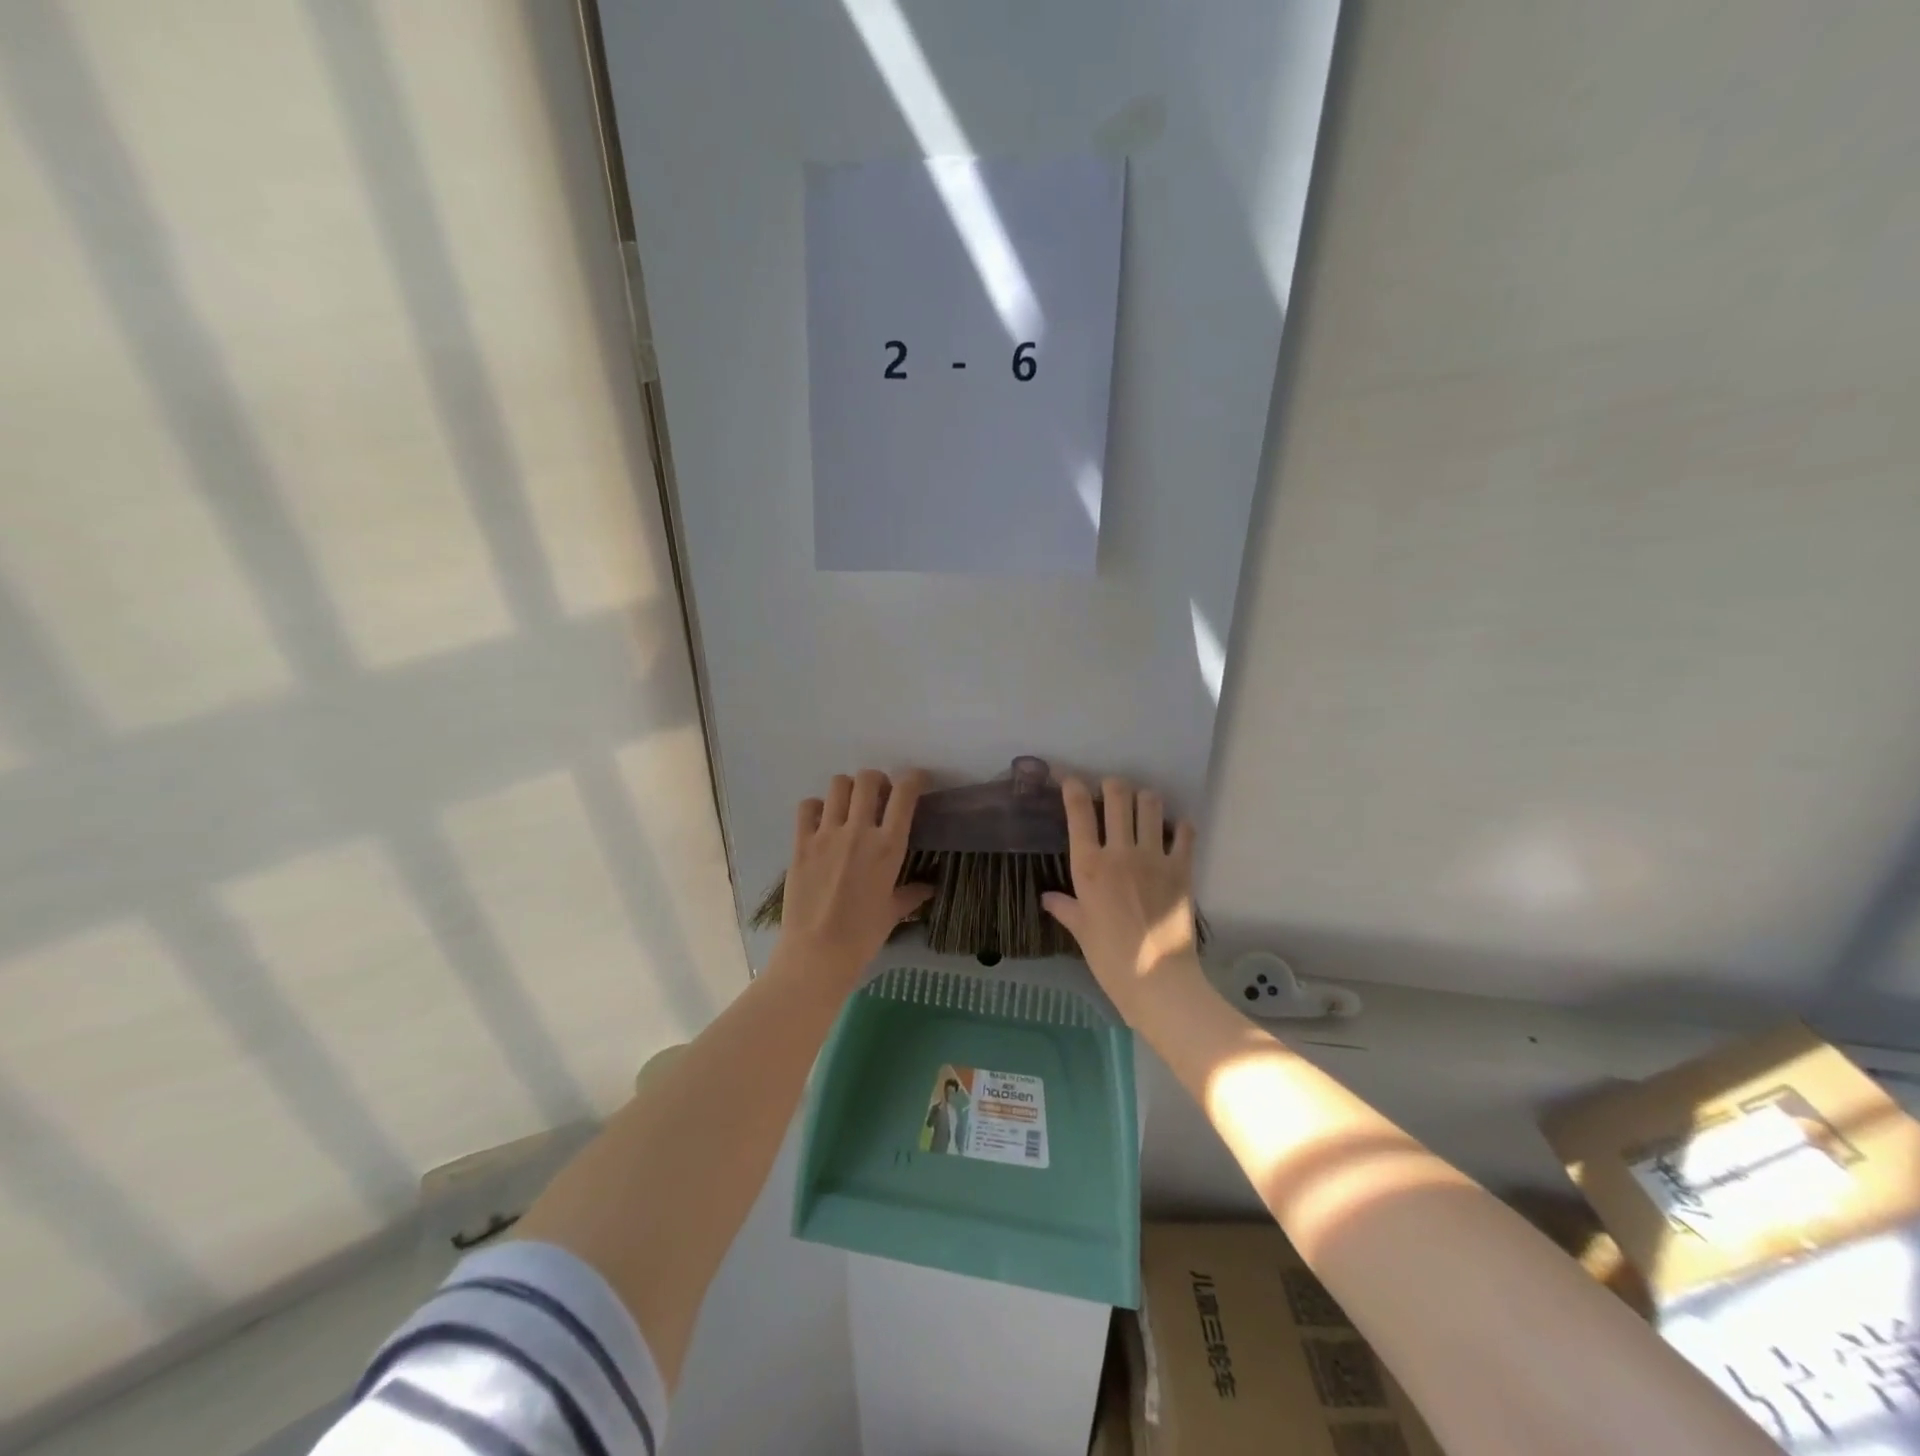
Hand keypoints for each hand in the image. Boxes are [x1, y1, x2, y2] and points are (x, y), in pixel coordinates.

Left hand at [775, 769, 933, 979]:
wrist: (817, 953)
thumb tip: (928, 888)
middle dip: (877, 780)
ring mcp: (827, 835)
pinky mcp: (801, 843)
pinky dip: (816, 807)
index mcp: (889, 847)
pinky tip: (821, 821)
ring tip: (849, 805)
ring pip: (837, 785)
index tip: (916, 781)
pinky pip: (807, 807)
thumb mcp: (893, 913)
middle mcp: (859, 832)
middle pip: (868, 779)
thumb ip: (911, 894)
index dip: (914, 779)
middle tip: (878, 795)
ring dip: (847, 789)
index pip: (905, 794)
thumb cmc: (863, 936)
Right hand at [1041, 776, 1201, 1011]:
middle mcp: (1120, 852)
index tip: (1070, 780)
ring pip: (1151, 805)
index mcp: (1089, 866)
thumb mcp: (1081, 931)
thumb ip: (1065, 908)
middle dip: (1111, 785)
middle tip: (1109, 790)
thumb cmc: (1110, 959)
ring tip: (1141, 806)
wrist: (1157, 980)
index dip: (1072, 787)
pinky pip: (1184, 834)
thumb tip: (1048, 898)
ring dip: (1144, 799)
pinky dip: (1180, 826)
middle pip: (1117, 796)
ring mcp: (1154, 857)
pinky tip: (1175, 830)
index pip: (1078, 811)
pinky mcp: (1182, 869)